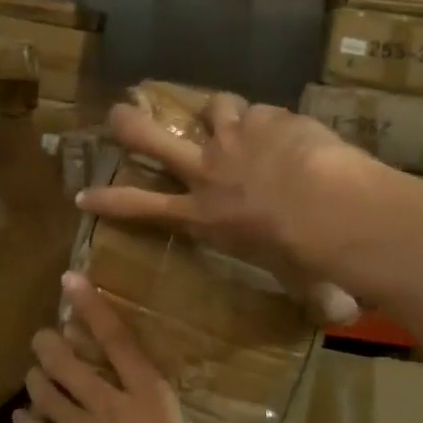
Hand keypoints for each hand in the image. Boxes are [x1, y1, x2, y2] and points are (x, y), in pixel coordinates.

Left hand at [14, 274, 284, 422]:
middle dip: (51, 345)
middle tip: (42, 335)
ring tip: (33, 374)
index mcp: (149, 398)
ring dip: (37, 382)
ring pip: (46, 394)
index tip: (71, 280)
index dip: (94, 308)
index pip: (118, 341)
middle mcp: (108, 405)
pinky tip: (21, 422)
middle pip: (68, 363)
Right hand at [77, 91, 366, 324]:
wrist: (326, 209)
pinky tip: (291, 130)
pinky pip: (262, 111)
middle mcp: (207, 173)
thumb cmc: (302, 255)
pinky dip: (272, 120)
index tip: (83, 195)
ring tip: (230, 115)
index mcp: (203, 216)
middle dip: (130, 125)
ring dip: (219, 111)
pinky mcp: (265, 118)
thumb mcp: (287, 274)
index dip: (109, 201)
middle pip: (153, 141)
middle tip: (119, 113)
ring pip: (212, 107)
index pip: (142, 208)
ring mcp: (232, 139)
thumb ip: (299, 282)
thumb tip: (339, 315)